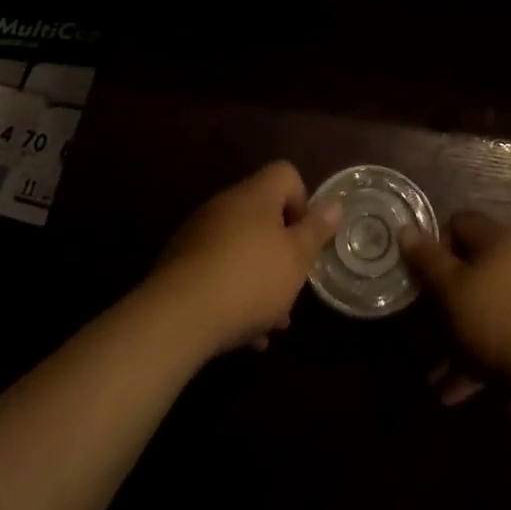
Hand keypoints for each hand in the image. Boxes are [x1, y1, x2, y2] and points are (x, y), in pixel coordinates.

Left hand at [150, 161, 340, 358]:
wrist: (176, 317)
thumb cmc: (249, 279)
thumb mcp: (296, 258)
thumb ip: (316, 230)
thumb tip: (334, 204)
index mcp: (256, 194)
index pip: (286, 174)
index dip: (302, 202)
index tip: (304, 239)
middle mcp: (226, 205)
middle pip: (264, 216)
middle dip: (282, 252)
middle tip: (291, 287)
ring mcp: (199, 233)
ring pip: (241, 249)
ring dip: (260, 279)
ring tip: (271, 323)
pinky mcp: (180, 264)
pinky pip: (217, 271)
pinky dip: (233, 294)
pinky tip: (244, 335)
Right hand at [400, 211, 510, 401]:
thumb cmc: (499, 321)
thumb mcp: (453, 289)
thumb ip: (427, 260)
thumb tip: (406, 228)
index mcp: (496, 240)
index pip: (459, 223)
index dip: (435, 244)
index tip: (418, 275)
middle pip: (467, 270)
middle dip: (440, 302)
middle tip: (418, 328)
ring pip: (479, 310)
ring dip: (453, 339)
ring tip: (430, 372)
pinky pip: (496, 340)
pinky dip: (473, 361)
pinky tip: (451, 393)